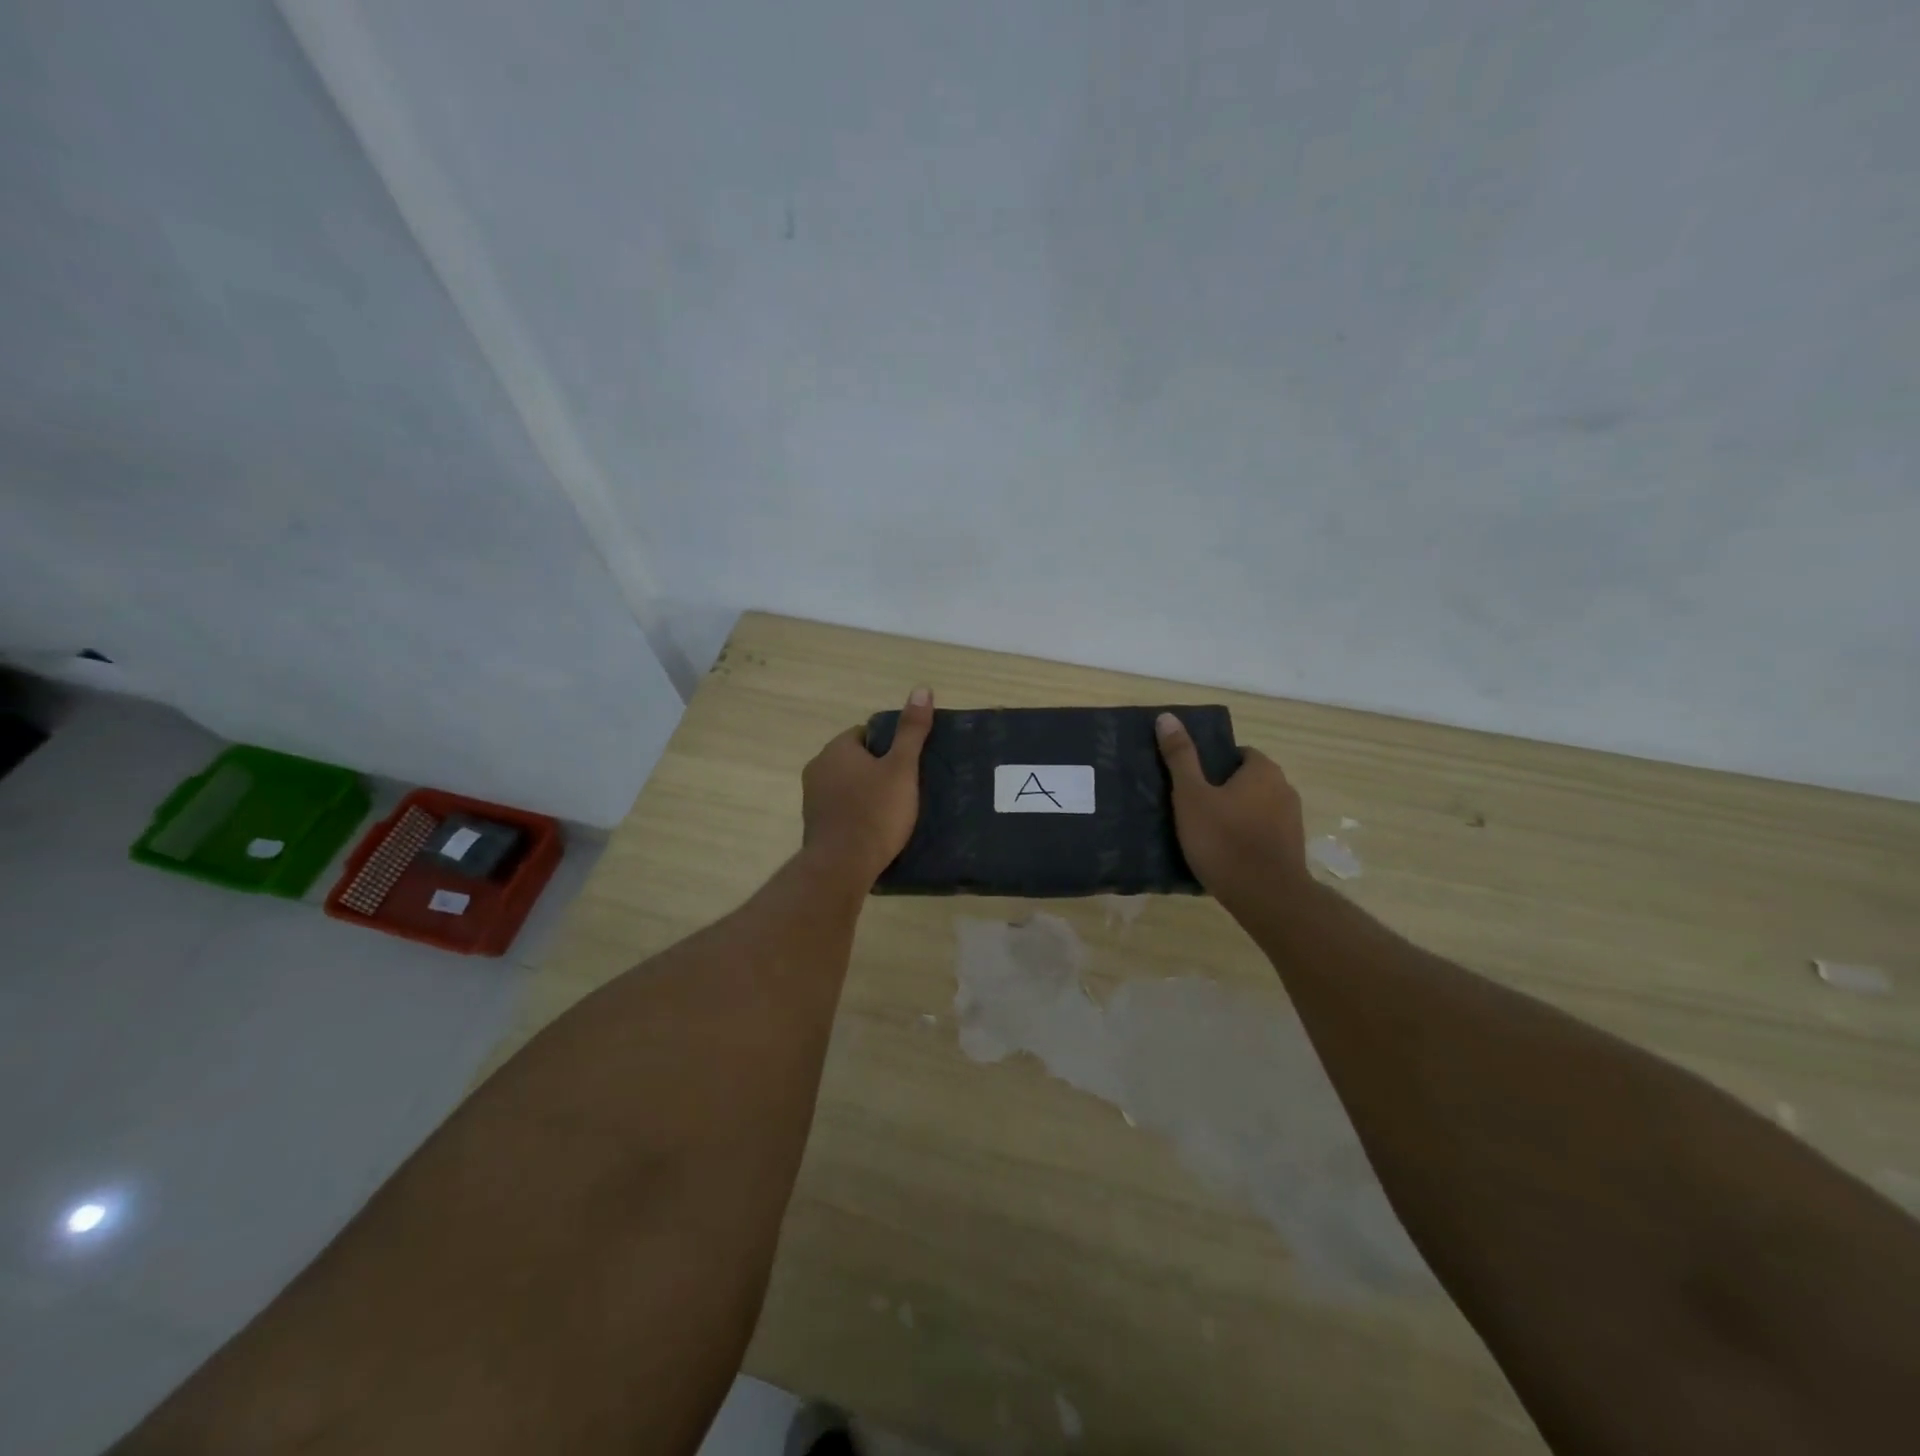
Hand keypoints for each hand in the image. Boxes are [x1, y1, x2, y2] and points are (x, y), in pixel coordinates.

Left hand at [802, 687, 932, 886]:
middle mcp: (818, 768)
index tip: (908, 764)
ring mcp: (812, 798)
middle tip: (907, 787)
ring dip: (866, 792)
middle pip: (856, 760)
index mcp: (836, 749)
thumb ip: (911, 730)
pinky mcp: (815, 825)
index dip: (890, 746)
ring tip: (895, 810)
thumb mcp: (902, 768)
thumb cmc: (875, 812)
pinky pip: (841, 809)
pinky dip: (857, 813)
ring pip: (847, 785)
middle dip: (878, 769)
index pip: (865, 734)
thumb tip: (922, 688)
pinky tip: (876, 828)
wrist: (842, 866)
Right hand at [1156, 712, 1309, 907]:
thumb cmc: (1224, 840)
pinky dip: (1245, 837)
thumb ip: (1180, 757)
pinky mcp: (1291, 849)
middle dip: (1222, 789)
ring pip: (1255, 808)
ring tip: (1203, 832)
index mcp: (1263, 770)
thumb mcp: (1191, 796)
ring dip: (1235, 815)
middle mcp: (1284, 789)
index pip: (1237, 753)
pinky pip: (1262, 834)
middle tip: (1191, 806)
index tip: (1191, 780)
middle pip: (1247, 780)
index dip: (1212, 763)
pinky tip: (1223, 854)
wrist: (1266, 897)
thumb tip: (1167, 717)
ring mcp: (1292, 821)